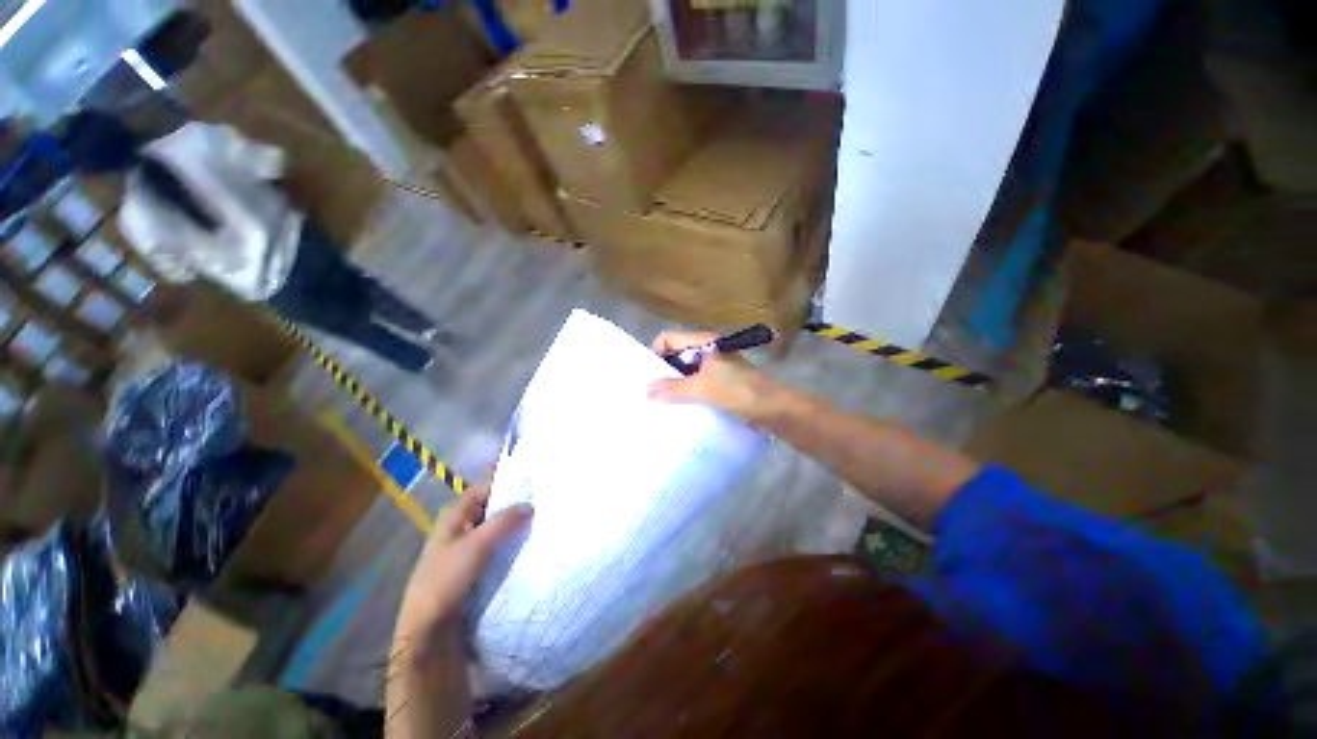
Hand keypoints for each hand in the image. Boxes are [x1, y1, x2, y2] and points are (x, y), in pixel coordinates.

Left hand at [398, 482, 532, 634]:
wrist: (428, 631)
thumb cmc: (446, 581)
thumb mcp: (476, 546)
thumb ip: (503, 522)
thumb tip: (530, 504)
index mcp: (455, 515)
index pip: (484, 486)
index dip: (506, 478)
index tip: (534, 473)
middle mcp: (461, 526)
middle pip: (492, 505)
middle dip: (516, 500)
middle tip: (545, 494)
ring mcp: (467, 547)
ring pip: (496, 526)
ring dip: (515, 522)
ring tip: (545, 515)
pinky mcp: (474, 566)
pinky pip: (498, 545)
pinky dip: (512, 540)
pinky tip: (530, 541)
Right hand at [648, 331, 781, 424]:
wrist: (775, 409)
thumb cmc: (740, 391)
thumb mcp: (704, 388)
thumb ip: (674, 388)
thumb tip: (645, 390)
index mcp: (704, 342)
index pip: (669, 338)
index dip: (655, 352)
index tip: (647, 374)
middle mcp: (707, 351)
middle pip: (675, 355)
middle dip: (662, 371)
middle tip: (648, 392)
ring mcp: (714, 367)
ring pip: (685, 371)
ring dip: (673, 385)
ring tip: (658, 403)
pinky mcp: (719, 383)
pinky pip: (695, 384)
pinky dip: (685, 393)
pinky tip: (677, 408)